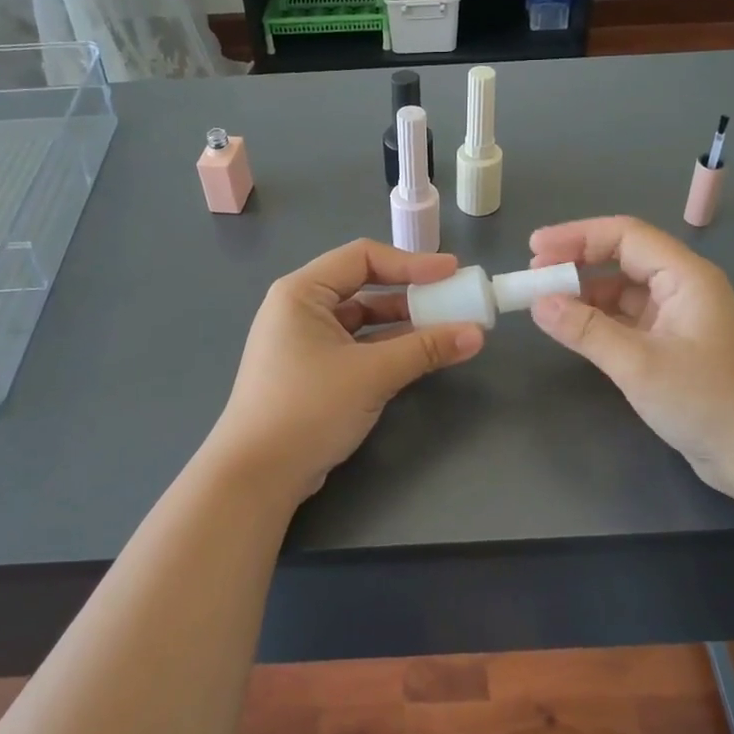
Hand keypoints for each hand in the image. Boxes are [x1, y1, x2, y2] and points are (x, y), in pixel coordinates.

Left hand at [206, 240, 484, 506]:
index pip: (362, 257)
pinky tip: (419, 356)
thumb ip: (425, 349)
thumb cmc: (308, 408)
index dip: (411, 262)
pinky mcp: (311, 372)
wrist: (256, 476)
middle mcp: (299, 309)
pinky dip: (387, 348)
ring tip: (446, 329)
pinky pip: (356, 346)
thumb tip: (477, 334)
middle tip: (453, 301)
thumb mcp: (371, 374)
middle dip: (410, 293)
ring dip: (402, 324)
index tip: (452, 272)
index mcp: (302, 292)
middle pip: (363, 286)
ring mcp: (303, 342)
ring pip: (362, 320)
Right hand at [528, 216, 733, 501]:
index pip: (624, 235)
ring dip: (585, 294)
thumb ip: (586, 330)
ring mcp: (679, 319)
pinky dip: (599, 321)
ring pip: (623, 292)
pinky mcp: (674, 348)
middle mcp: (683, 289)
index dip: (576, 236)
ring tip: (546, 306)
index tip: (534, 250)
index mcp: (685, 276)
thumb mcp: (640, 364)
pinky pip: (628, 321)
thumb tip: (538, 303)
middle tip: (534, 277)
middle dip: (577, 263)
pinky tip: (575, 332)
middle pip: (623, 258)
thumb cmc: (709, 401)